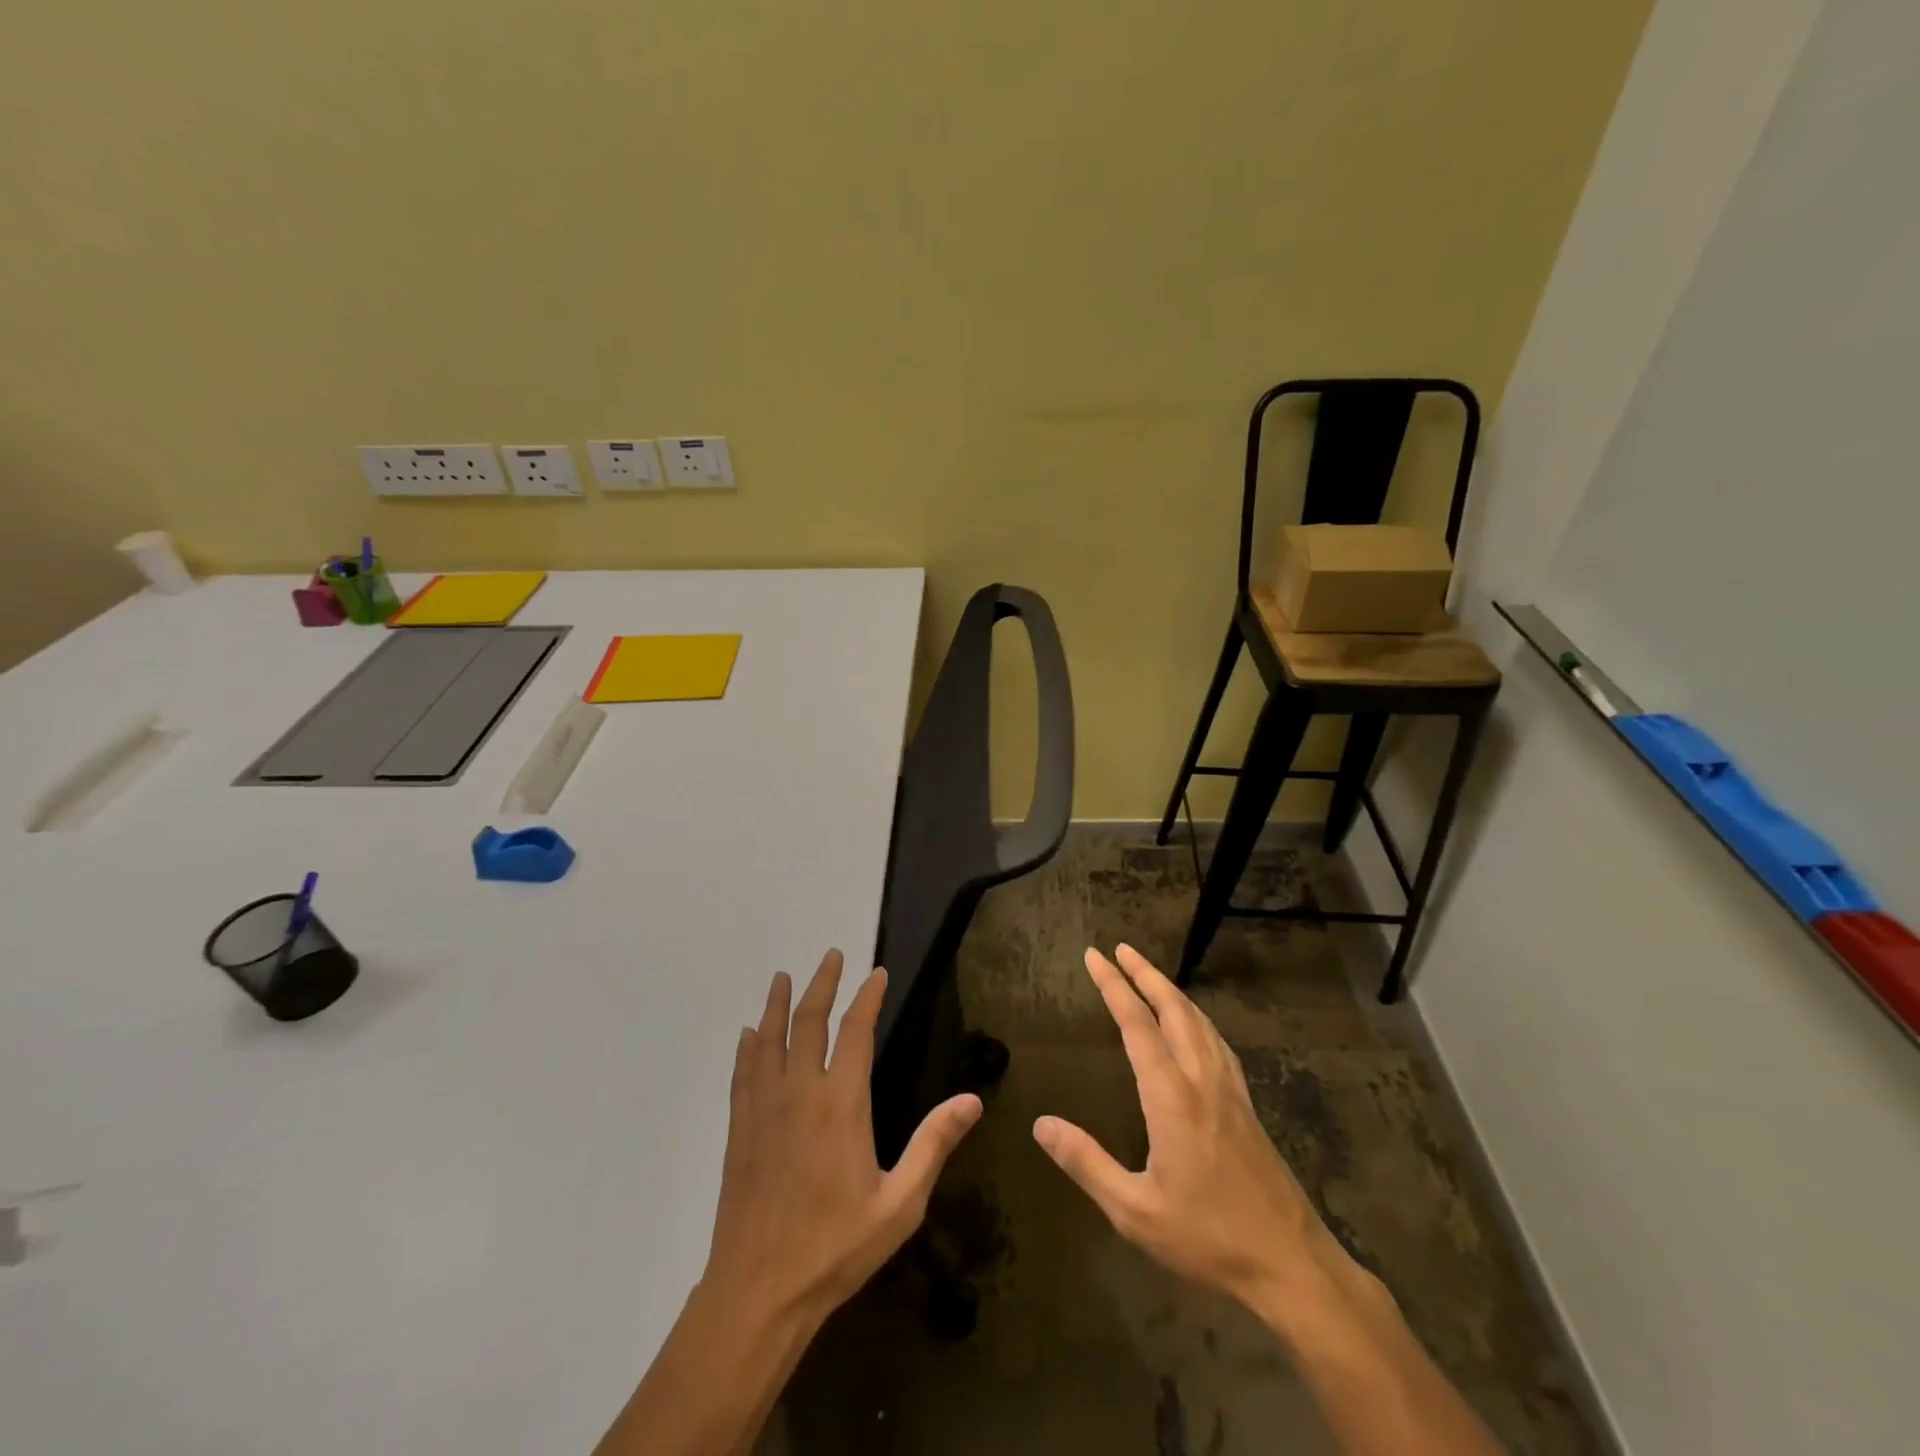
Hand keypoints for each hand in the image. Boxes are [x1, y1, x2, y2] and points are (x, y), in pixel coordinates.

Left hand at [701, 949, 983, 1325]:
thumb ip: (934, 1145)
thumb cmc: (836, 1247)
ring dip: (779, 1004)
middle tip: (831, 955)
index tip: (876, 974)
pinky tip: (748, 1034)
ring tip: (783, 977)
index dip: (867, 998)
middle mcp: (800, 1092)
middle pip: (809, 1022)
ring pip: (770, 1039)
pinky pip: (743, 1072)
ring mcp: (764, 1108)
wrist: (758, 1291)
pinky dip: (748, 1046)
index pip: (856, 1032)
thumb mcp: (900, 1203)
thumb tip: (972, 1100)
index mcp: (841, 1103)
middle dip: (822, 984)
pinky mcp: (740, 1128)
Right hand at [1033, 945, 1337, 1308]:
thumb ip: (1086, 1162)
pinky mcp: (1246, 1106)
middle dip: (1144, 974)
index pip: (1136, 1024)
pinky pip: (1217, 1042)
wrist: (1291, 1265)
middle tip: (1119, 949)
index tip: (1094, 956)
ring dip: (1171, 991)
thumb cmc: (1207, 1238)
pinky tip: (1194, 1025)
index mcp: (1171, 1096)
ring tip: (1149, 975)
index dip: (1113, 985)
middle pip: (1173, 1008)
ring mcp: (1230, 1090)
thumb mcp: (1134, 1211)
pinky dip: (1196, 1017)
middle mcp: (1201, 1079)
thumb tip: (1041, 1123)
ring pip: (1199, 1021)